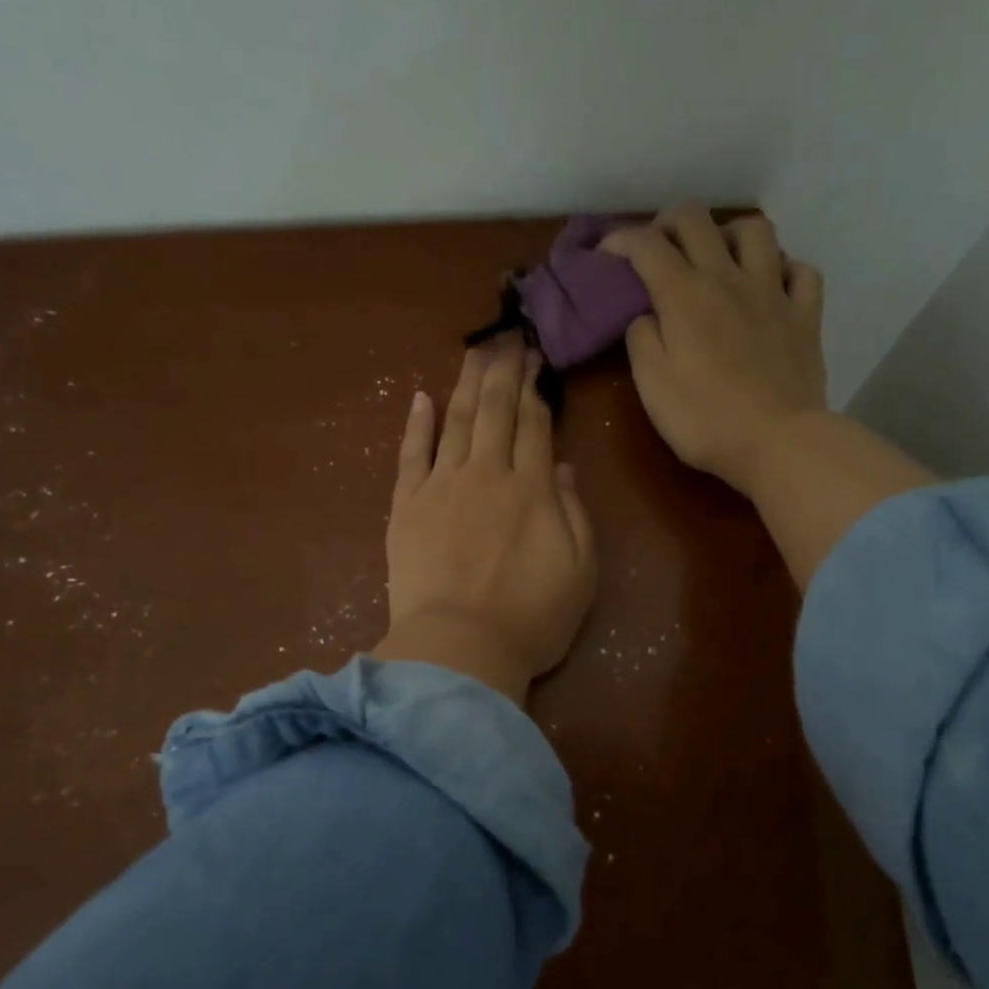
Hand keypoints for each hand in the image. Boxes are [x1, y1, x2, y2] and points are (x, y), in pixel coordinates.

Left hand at [372, 339, 596, 704]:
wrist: (460, 649)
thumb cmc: (532, 619)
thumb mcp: (581, 572)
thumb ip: (576, 514)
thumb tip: (561, 468)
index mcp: (533, 489)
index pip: (535, 425)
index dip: (537, 390)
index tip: (536, 362)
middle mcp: (488, 474)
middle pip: (497, 411)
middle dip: (505, 371)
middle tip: (508, 338)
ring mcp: (442, 485)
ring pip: (457, 421)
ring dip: (467, 383)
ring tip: (475, 351)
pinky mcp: (406, 505)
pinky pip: (411, 453)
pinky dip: (417, 423)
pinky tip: (422, 396)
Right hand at [602, 202, 827, 494]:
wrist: (777, 441)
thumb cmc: (705, 419)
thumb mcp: (652, 385)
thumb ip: (641, 339)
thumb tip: (646, 314)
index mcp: (684, 295)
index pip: (647, 245)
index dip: (620, 240)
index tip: (606, 255)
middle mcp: (728, 278)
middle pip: (697, 219)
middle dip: (668, 222)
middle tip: (658, 248)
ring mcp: (773, 292)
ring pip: (755, 231)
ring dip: (729, 234)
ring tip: (718, 258)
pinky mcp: (805, 315)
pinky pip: (801, 271)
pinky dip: (783, 270)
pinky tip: (771, 286)